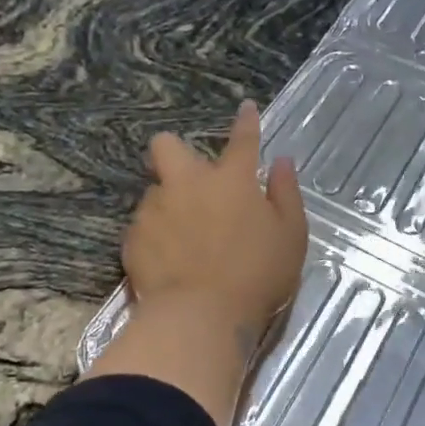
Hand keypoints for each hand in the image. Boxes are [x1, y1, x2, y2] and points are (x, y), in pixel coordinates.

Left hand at [123, 100, 307, 355]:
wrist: (200, 318)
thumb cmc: (257, 275)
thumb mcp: (291, 235)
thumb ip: (286, 193)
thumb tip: (282, 162)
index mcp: (231, 180)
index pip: (242, 140)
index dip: (246, 122)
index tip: (245, 108)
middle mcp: (188, 184)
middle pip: (168, 146)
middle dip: (174, 150)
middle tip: (190, 178)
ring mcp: (155, 210)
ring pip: (155, 190)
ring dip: (169, 203)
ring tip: (184, 236)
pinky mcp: (133, 239)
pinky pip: (144, 227)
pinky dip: (156, 236)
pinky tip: (169, 260)